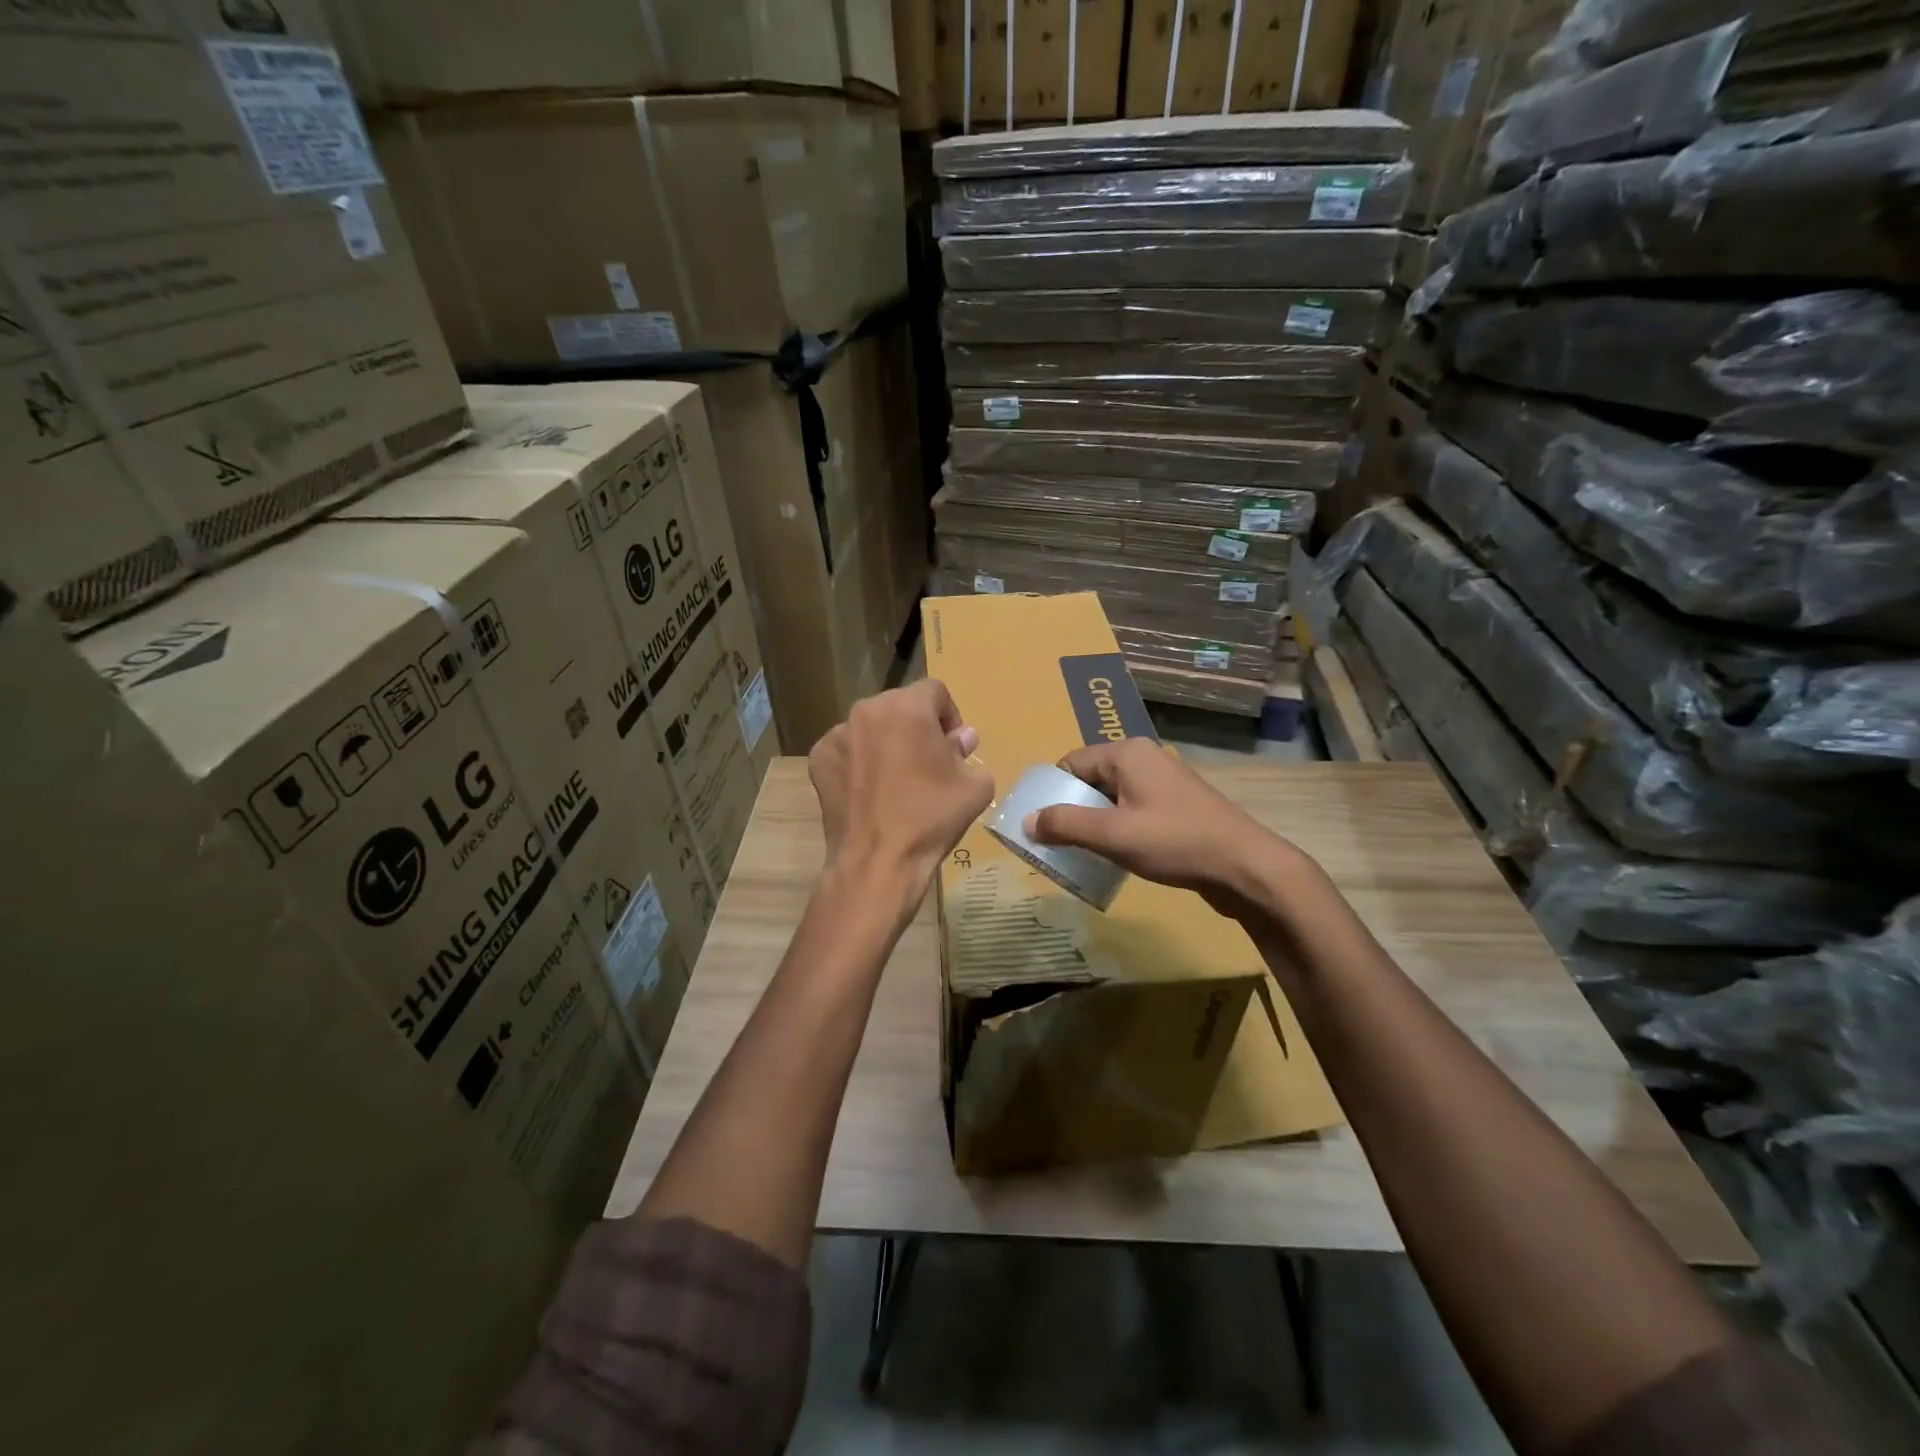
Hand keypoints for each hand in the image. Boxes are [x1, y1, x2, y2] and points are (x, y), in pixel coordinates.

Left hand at [807, 679, 993, 892]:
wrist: (878, 861)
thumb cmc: (931, 818)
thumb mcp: (974, 786)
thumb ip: (967, 752)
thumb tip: (959, 739)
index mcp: (908, 707)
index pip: (936, 691)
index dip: (950, 715)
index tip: (953, 746)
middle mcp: (868, 710)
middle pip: (901, 705)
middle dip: (917, 726)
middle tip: (927, 762)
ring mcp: (838, 733)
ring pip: (872, 726)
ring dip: (887, 741)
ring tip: (896, 779)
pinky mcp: (819, 758)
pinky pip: (848, 748)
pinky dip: (859, 761)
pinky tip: (870, 791)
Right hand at [1026, 739, 1297, 913]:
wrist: (1246, 867)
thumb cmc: (1175, 842)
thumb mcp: (1112, 835)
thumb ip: (1065, 825)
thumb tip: (1026, 822)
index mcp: (1127, 753)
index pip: (1071, 763)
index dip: (1052, 793)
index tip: (1041, 825)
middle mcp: (1145, 758)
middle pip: (1091, 779)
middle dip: (1072, 809)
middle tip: (1058, 843)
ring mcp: (1165, 781)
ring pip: (1113, 797)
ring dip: (1096, 822)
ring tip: (1084, 852)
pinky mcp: (1179, 805)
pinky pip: (1134, 809)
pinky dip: (1119, 828)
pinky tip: (1118, 855)